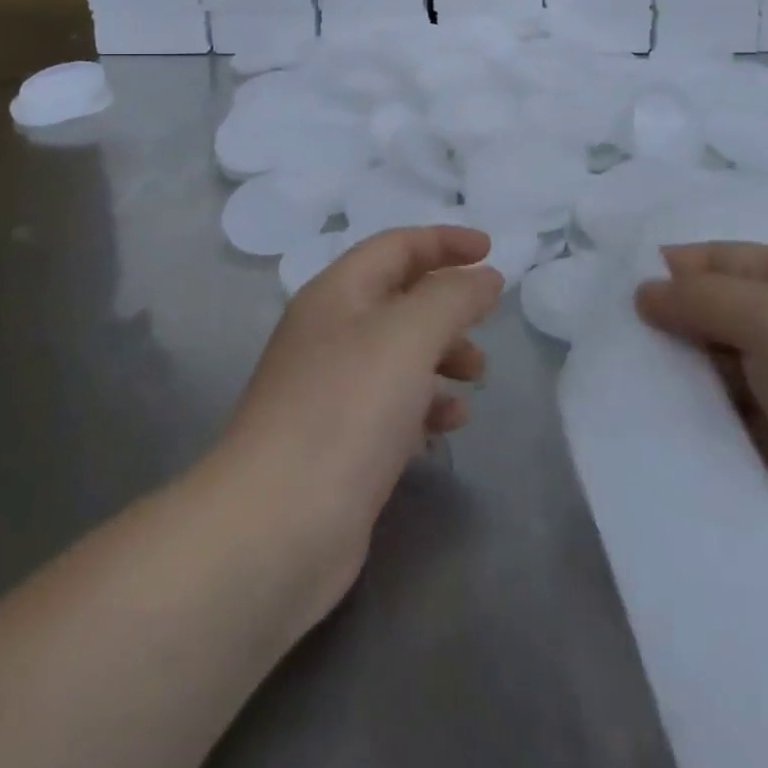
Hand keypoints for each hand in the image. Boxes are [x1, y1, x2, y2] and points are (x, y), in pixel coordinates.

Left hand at [210, 226, 501, 625]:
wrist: (276, 527)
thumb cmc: (346, 409)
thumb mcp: (409, 336)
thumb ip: (453, 297)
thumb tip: (485, 276)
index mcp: (338, 293)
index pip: (396, 246)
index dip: (444, 241)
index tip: (491, 249)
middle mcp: (330, 332)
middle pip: (399, 297)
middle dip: (447, 304)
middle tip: (486, 321)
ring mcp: (331, 388)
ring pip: (399, 352)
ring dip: (443, 354)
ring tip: (477, 377)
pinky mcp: (339, 440)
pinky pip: (393, 403)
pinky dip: (426, 402)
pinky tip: (450, 423)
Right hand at [637, 243, 767, 580]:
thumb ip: (701, 297)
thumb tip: (643, 291)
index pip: (719, 258)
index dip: (669, 269)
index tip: (611, 289)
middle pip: (712, 313)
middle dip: (663, 324)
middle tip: (604, 340)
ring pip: (712, 370)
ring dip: (671, 375)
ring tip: (614, 382)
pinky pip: (722, 421)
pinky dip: (690, 420)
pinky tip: (647, 424)